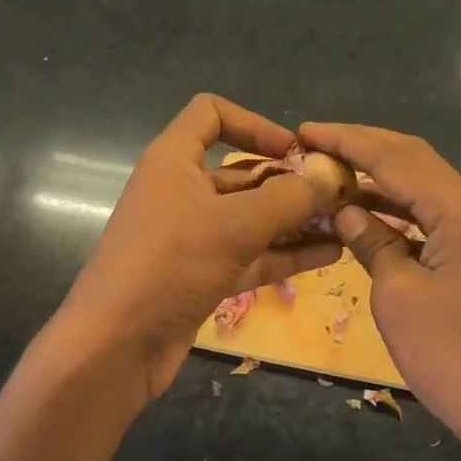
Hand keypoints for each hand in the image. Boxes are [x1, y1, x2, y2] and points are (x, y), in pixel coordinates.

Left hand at [59, 95, 342, 398]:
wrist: (115, 345)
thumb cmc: (169, 265)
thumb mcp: (234, 225)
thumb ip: (288, 199)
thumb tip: (329, 178)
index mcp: (174, 160)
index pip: (211, 114)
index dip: (254, 124)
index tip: (294, 150)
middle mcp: (181, 191)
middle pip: (240, 172)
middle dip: (288, 181)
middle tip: (338, 195)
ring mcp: (191, 237)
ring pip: (249, 218)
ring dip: (293, 220)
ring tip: (344, 224)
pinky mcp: (200, 275)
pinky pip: (248, 255)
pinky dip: (283, 254)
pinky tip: (328, 255)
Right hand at [299, 121, 460, 460]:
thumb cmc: (451, 354)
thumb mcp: (398, 295)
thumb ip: (372, 243)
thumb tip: (345, 210)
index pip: (397, 159)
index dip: (348, 141)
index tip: (306, 130)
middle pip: (415, 162)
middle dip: (364, 148)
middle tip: (315, 143)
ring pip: (422, 190)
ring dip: (377, 180)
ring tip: (329, 173)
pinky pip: (429, 220)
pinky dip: (394, 212)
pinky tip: (363, 214)